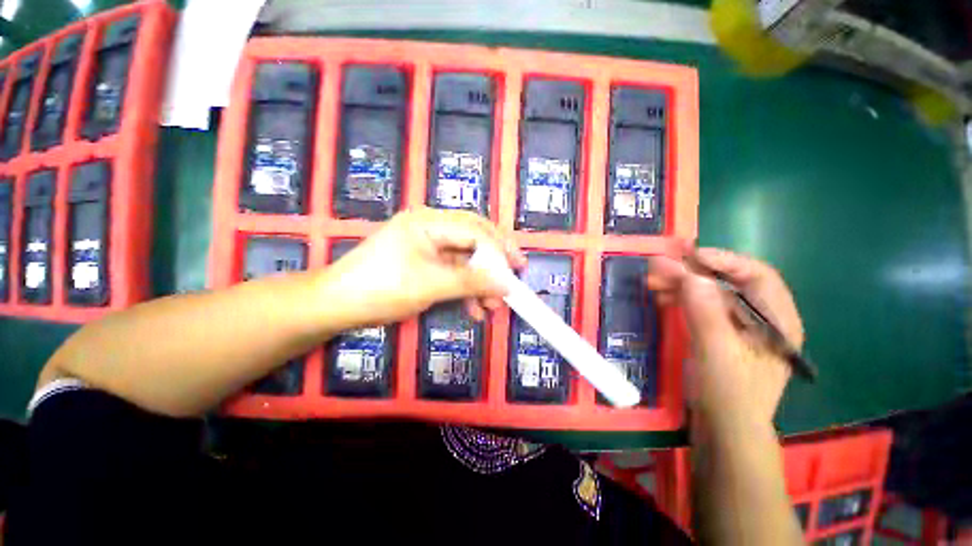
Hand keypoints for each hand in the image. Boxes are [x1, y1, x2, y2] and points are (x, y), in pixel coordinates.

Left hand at [319, 207, 525, 328]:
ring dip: (480, 281)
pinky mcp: (424, 263)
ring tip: (492, 306)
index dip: (499, 249)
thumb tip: (507, 284)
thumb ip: (471, 282)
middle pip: (473, 239)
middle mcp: (430, 228)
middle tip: (512, 281)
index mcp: (428, 222)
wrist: (337, 306)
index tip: (517, 270)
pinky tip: (473, 309)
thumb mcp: (430, 285)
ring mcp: (427, 246)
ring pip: (465, 259)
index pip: (474, 230)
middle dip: (494, 262)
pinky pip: (453, 272)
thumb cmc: (380, 289)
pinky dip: (465, 289)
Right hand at [647, 243, 803, 427]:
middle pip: (729, 283)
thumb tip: (691, 275)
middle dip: (694, 272)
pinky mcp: (719, 334)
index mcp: (776, 321)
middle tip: (660, 265)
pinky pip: (700, 307)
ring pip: (711, 294)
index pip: (758, 276)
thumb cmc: (728, 395)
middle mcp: (760, 319)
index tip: (690, 255)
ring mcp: (738, 327)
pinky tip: (661, 296)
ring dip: (682, 284)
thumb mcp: (717, 354)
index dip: (725, 260)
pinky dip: (680, 298)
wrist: (723, 429)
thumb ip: (706, 313)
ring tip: (653, 279)